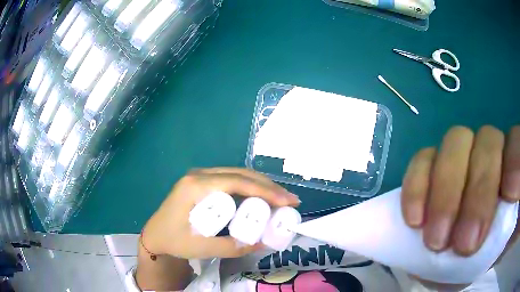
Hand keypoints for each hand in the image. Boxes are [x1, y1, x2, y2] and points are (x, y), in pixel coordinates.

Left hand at [142, 168, 299, 258]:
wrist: (154, 235)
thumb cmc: (173, 240)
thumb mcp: (201, 248)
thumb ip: (232, 247)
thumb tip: (263, 243)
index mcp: (195, 186)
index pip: (237, 182)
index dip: (265, 190)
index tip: (287, 201)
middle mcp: (199, 174)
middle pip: (240, 174)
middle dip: (268, 186)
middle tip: (290, 200)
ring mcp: (200, 176)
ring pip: (238, 174)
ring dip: (261, 185)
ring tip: (281, 199)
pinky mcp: (203, 182)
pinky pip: (231, 179)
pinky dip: (250, 187)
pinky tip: (261, 197)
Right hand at [401, 125, 519, 256]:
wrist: (451, 252)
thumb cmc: (477, 252)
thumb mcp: (491, 248)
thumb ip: (500, 233)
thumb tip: (500, 225)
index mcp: (510, 170)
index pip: (516, 148)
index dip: (514, 163)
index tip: (508, 196)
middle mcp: (489, 150)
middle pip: (488, 143)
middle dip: (477, 193)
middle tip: (461, 244)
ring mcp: (460, 151)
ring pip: (456, 142)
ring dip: (446, 190)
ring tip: (434, 239)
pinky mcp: (433, 160)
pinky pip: (423, 158)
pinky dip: (418, 185)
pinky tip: (415, 219)